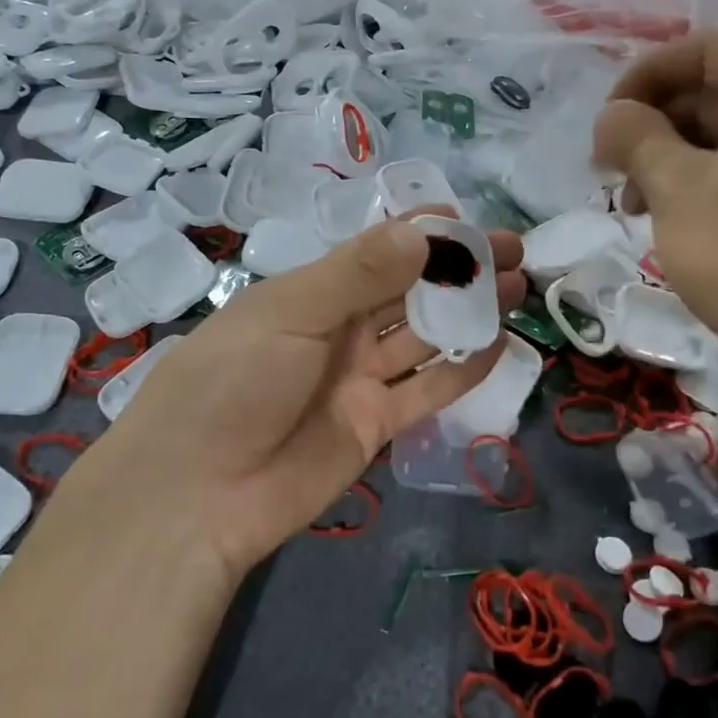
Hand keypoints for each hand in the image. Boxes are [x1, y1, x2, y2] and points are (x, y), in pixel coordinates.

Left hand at [81, 214, 525, 578]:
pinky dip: (462, 370)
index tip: (472, 222)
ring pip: (425, 337)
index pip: (377, 251)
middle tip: (516, 255)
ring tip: (520, 290)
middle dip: (460, 270)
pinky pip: (427, 391)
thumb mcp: (289, 315)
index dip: (424, 233)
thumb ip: (358, 274)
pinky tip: (499, 345)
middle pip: (410, 291)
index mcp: (311, 292)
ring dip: (469, 312)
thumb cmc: (231, 384)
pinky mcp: (374, 424)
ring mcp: (358, 378)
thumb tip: (426, 232)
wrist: (197, 495)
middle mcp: (339, 329)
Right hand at [593, 32, 717, 381]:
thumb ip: (635, 135)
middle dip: (654, 123)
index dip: (646, 74)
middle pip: (717, 93)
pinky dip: (701, 185)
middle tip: (610, 167)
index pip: (706, 50)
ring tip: (632, 203)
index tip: (607, 118)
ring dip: (670, 159)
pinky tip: (668, 220)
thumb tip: (612, 115)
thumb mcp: (674, 186)